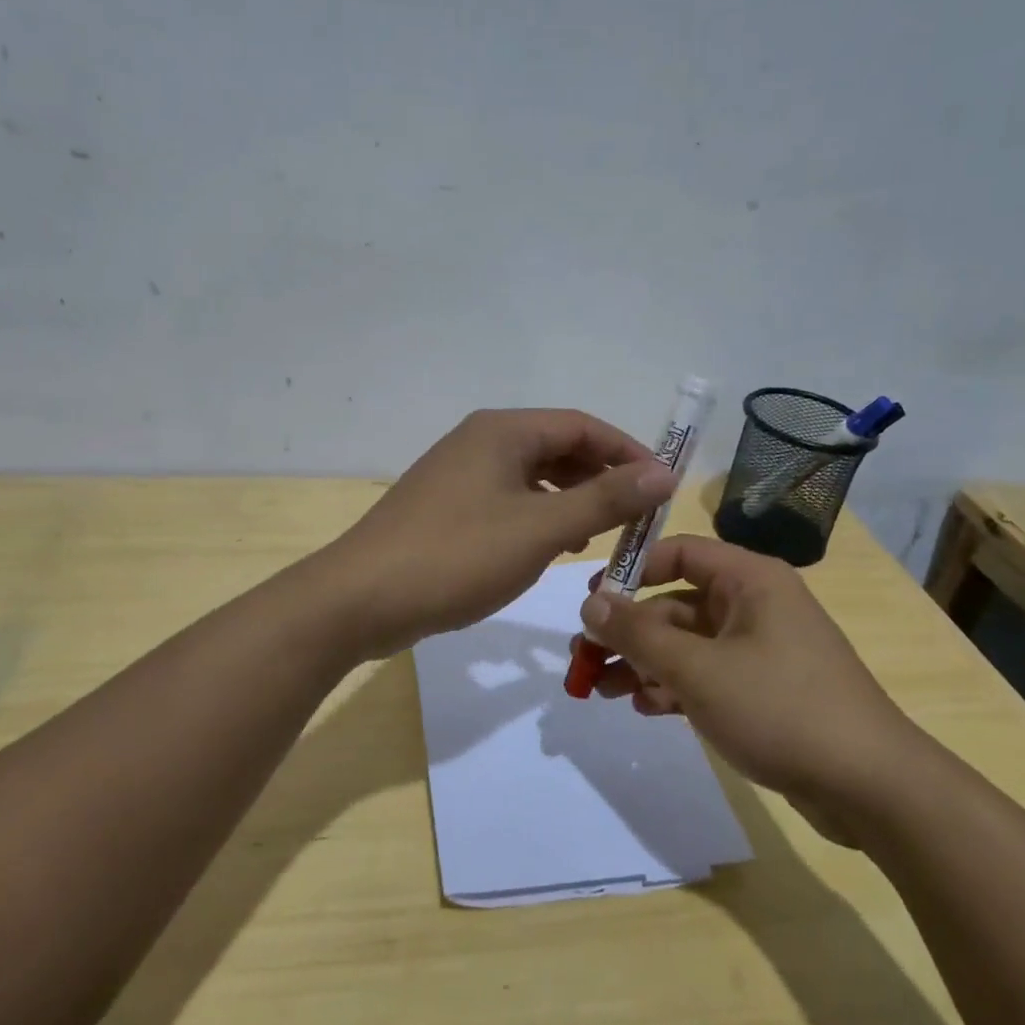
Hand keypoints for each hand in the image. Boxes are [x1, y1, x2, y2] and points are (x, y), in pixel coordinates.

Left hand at [317, 409, 675, 657]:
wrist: (361, 599)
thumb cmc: (457, 556)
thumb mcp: (541, 529)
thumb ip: (604, 500)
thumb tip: (663, 473)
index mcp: (503, 431)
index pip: (582, 426)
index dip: (627, 453)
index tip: (662, 488)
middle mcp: (479, 441)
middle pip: (557, 448)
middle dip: (600, 478)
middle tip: (636, 517)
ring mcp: (457, 475)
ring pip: (531, 477)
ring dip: (571, 500)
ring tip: (601, 534)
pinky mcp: (445, 509)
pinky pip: (507, 501)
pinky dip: (538, 517)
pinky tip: (550, 548)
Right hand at [576, 535, 928, 843]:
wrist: (869, 787)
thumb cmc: (780, 708)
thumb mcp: (698, 669)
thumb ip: (638, 633)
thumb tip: (590, 603)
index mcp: (750, 580)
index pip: (680, 552)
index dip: (632, 570)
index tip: (591, 600)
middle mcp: (755, 606)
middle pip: (676, 604)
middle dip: (629, 632)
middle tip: (583, 659)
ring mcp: (760, 650)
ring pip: (687, 644)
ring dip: (644, 663)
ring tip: (600, 690)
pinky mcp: (763, 690)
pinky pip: (706, 675)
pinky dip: (674, 687)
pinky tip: (646, 707)